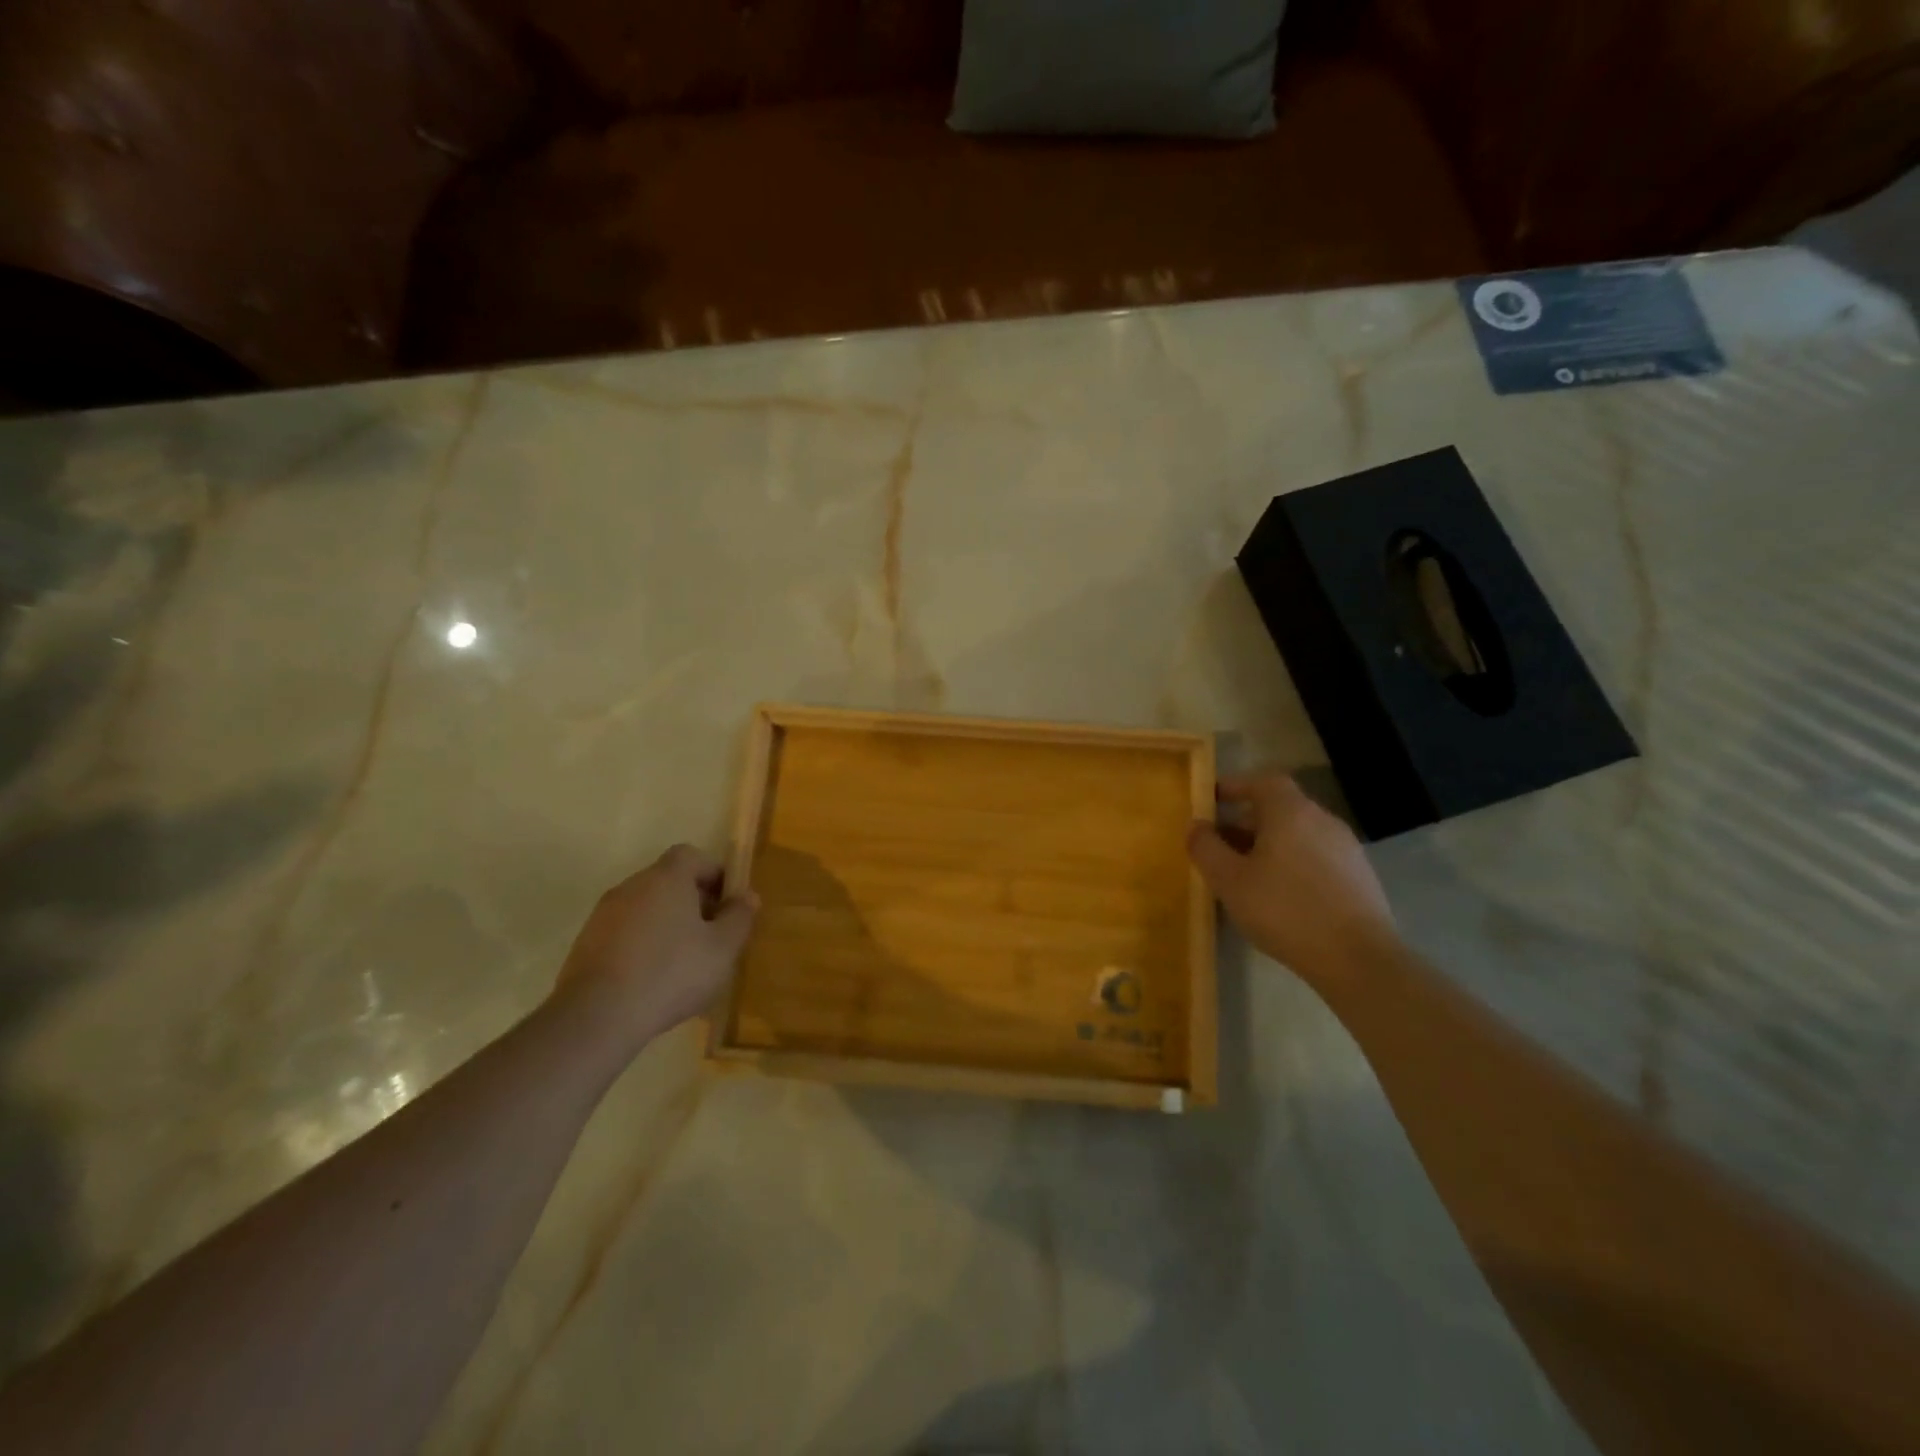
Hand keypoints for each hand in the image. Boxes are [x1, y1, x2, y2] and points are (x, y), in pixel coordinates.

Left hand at [554, 845, 758, 1048]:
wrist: (597, 1017)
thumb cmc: (671, 973)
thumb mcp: (722, 949)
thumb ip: (739, 917)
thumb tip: (747, 896)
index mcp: (666, 878)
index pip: (691, 855)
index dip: (713, 873)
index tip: (726, 903)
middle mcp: (632, 886)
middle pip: (668, 881)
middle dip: (692, 901)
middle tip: (710, 935)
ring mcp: (603, 915)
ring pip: (645, 908)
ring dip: (666, 924)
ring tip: (682, 962)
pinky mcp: (585, 944)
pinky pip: (624, 932)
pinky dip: (641, 945)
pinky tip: (651, 979)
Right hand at [1187, 774, 1396, 985]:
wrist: (1358, 960)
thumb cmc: (1285, 910)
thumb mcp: (1229, 880)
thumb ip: (1206, 847)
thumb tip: (1197, 825)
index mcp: (1291, 812)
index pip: (1262, 781)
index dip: (1235, 786)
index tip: (1212, 800)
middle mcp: (1322, 820)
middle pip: (1280, 808)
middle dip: (1247, 822)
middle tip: (1221, 845)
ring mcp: (1347, 848)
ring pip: (1298, 835)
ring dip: (1269, 846)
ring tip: (1246, 875)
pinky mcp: (1360, 877)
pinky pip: (1316, 857)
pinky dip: (1292, 864)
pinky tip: (1280, 897)